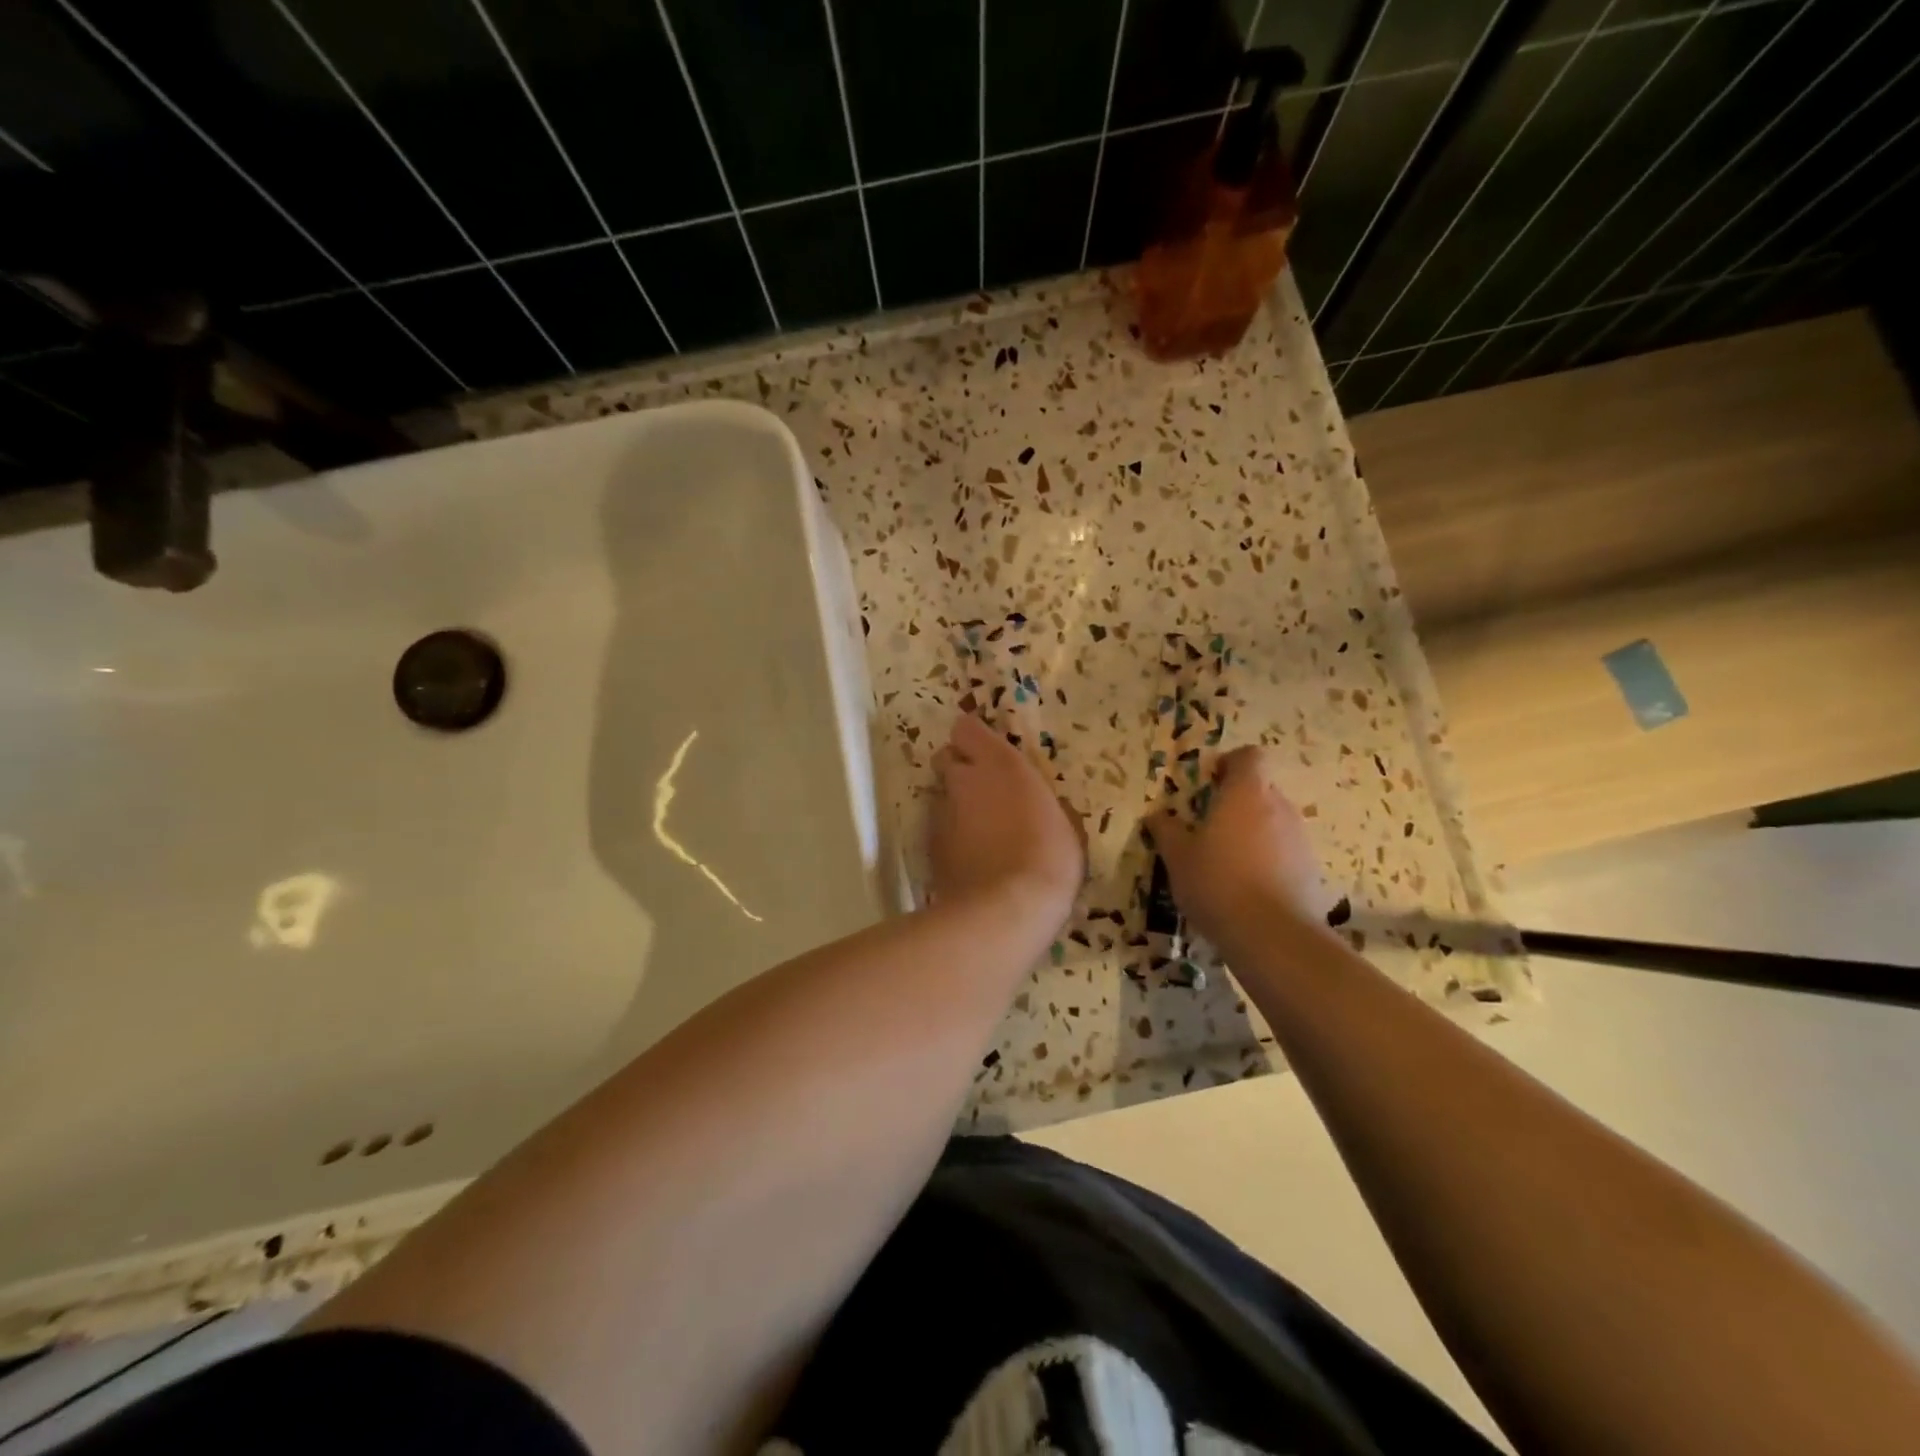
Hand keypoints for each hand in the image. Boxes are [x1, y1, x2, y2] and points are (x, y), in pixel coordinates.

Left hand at [930, 713, 1082, 922]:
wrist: (1006, 909)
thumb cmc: (1048, 857)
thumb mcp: (1062, 823)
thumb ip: (1038, 801)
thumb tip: (1036, 804)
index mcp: (999, 763)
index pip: (966, 729)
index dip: (973, 739)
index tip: (987, 753)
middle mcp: (963, 780)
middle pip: (946, 759)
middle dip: (959, 770)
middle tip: (982, 792)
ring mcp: (940, 813)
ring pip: (939, 796)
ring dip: (954, 805)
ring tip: (977, 832)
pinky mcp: (929, 846)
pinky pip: (936, 830)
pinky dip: (949, 838)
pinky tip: (968, 858)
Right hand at [1147, 746, 1332, 946]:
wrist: (1272, 936)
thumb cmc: (1217, 883)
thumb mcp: (1178, 857)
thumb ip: (1166, 830)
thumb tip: (1156, 816)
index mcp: (1246, 793)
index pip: (1250, 756)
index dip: (1230, 763)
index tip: (1209, 783)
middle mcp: (1279, 807)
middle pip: (1262, 789)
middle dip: (1238, 801)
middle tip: (1210, 826)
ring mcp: (1300, 838)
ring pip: (1275, 821)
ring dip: (1254, 831)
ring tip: (1229, 862)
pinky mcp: (1312, 869)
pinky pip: (1286, 852)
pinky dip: (1270, 860)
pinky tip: (1250, 888)